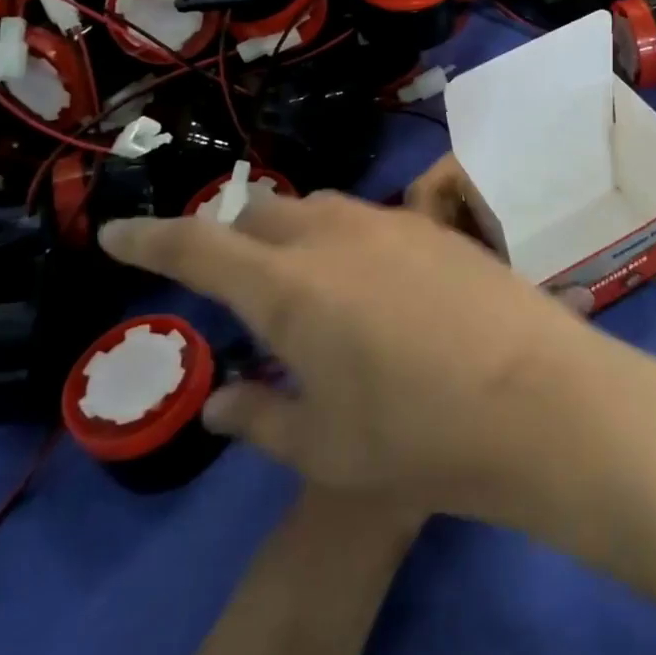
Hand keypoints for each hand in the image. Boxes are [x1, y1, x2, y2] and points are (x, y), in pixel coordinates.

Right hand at [98, 191, 621, 517]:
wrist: (538, 399)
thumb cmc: (417, 435)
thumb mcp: (324, 446)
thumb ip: (260, 417)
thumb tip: (219, 400)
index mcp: (288, 287)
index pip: (198, 246)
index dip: (150, 238)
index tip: (117, 233)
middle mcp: (335, 236)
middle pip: (263, 212)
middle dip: (234, 237)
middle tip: (234, 280)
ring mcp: (394, 223)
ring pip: (320, 208)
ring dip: (295, 234)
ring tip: (305, 284)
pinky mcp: (440, 228)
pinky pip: (372, 220)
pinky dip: (348, 240)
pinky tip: (374, 286)